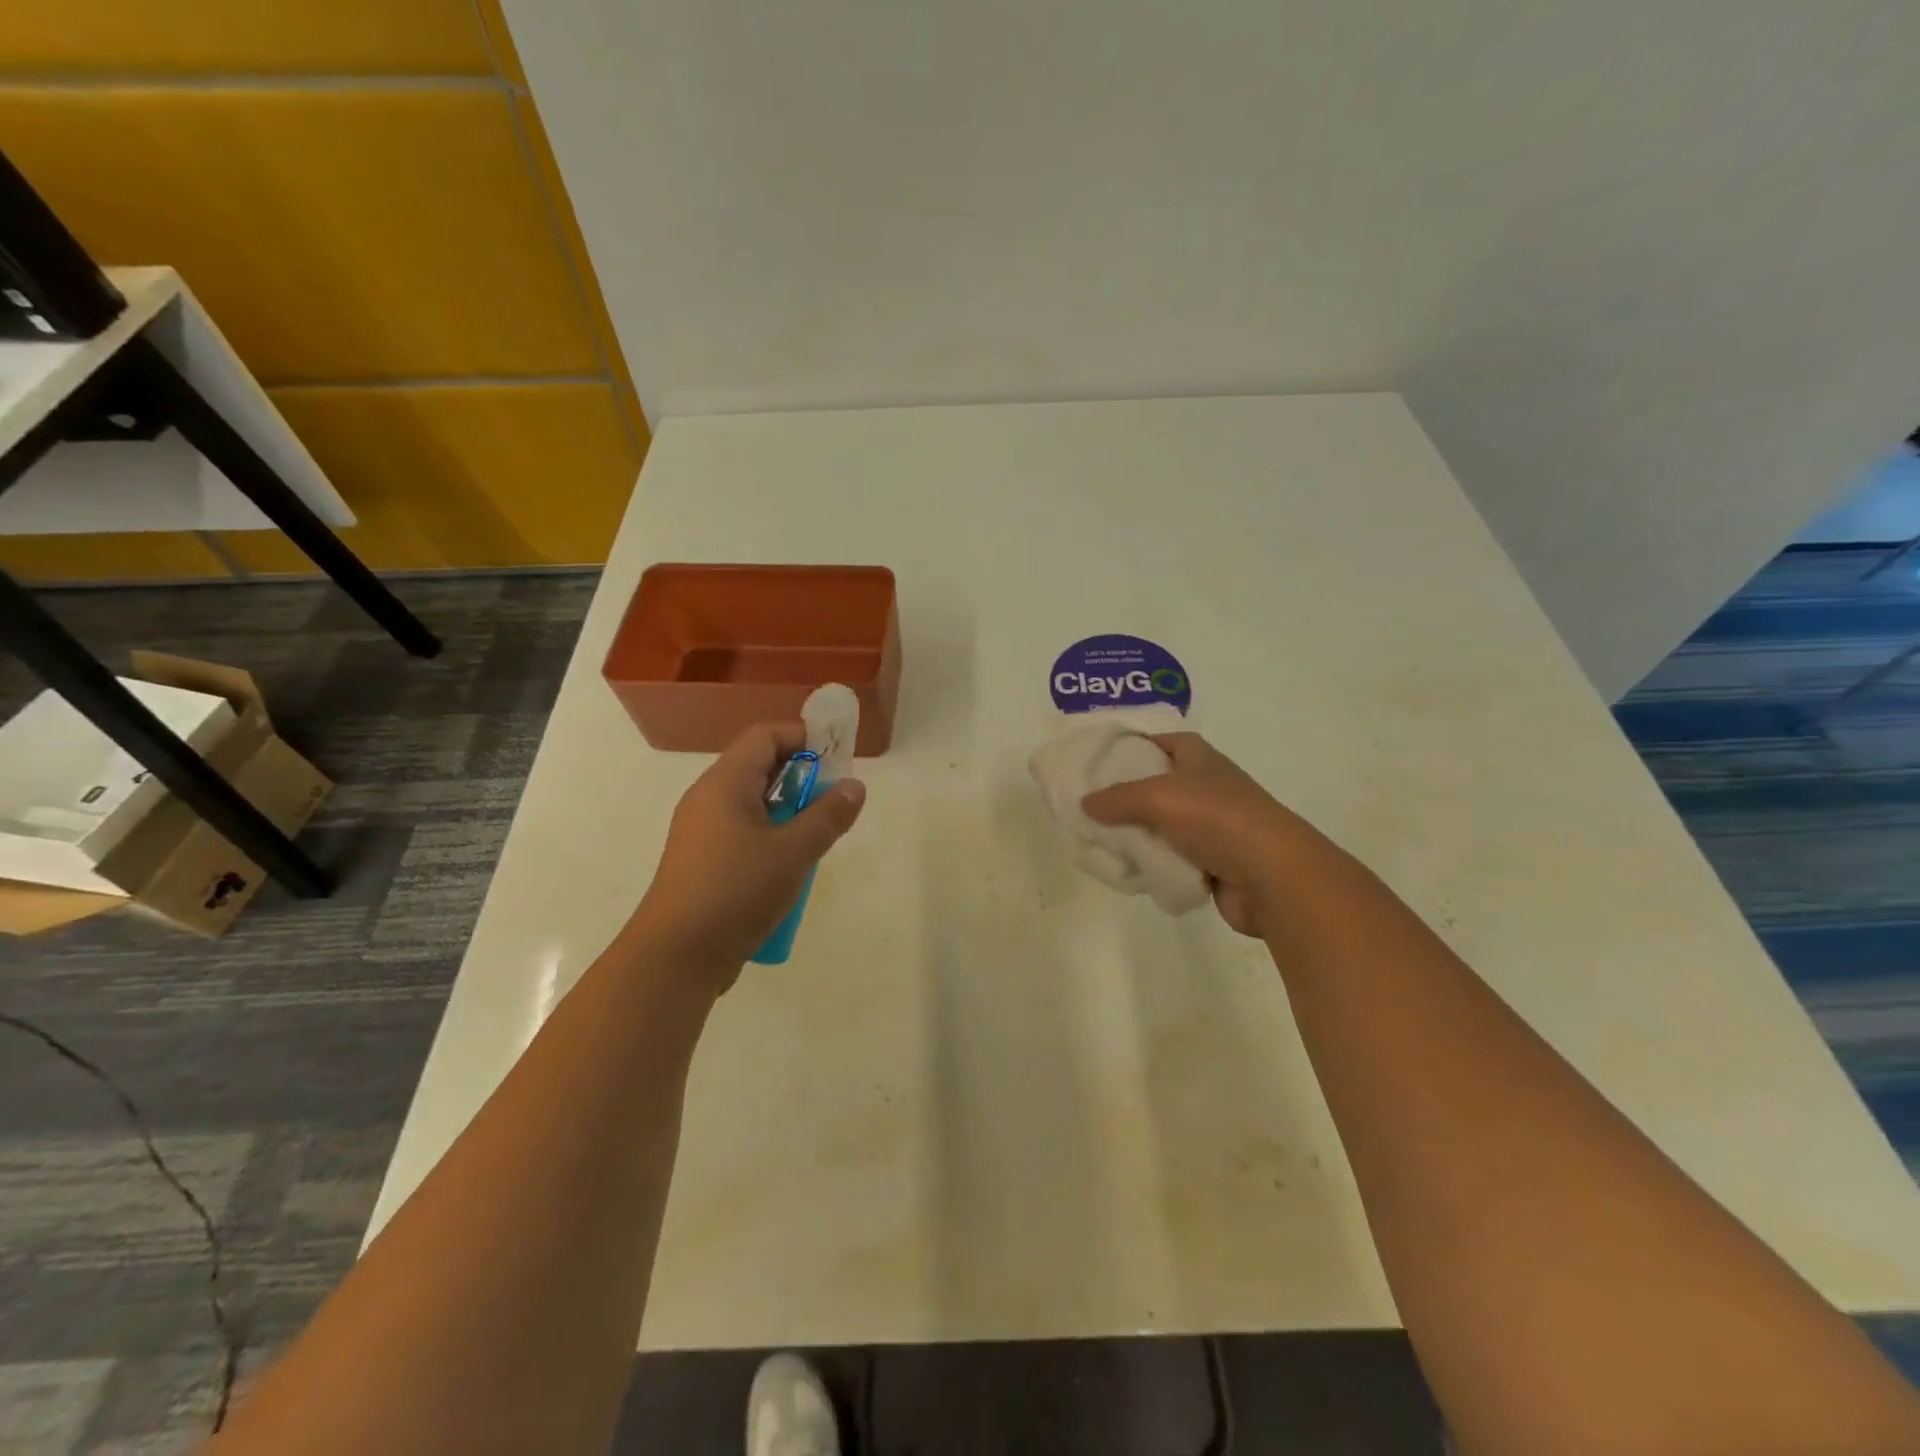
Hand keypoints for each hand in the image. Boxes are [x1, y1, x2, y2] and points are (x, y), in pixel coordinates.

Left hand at [629, 722, 865, 988]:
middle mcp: (708, 799)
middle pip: (758, 767)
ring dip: (788, 811)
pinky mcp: (701, 862)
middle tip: (833, 801)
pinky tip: (787, 869)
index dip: (803, 738)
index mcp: (725, 784)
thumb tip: (854, 786)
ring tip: (815, 838)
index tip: (837, 759)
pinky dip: (770, 837)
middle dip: (801, 777)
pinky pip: (741, 832)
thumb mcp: (794, 853)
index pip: (765, 736)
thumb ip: (828, 816)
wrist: (676, 957)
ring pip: (752, 803)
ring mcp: (701, 831)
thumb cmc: (736, 892)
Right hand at [1080, 732, 1314, 938]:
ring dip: (1138, 835)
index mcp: (1198, 758)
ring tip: (1100, 841)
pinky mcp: (1214, 863)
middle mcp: (1207, 786)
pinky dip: (1154, 864)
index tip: (1097, 759)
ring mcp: (1212, 826)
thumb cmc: (1215, 818)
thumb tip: (1086, 803)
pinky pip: (1173, 859)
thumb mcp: (1156, 797)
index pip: (1160, 741)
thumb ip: (1116, 798)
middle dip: (1125, 796)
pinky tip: (1129, 870)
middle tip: (1089, 806)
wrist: (1271, 875)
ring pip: (1163, 826)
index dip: (1131, 745)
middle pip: (1157, 785)